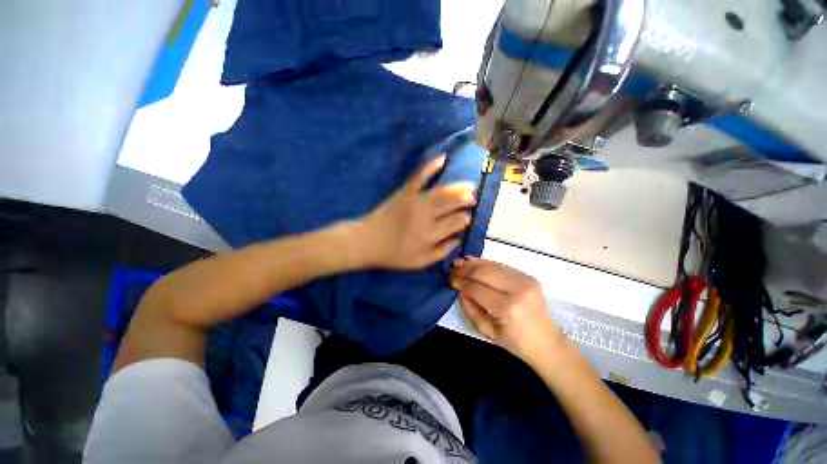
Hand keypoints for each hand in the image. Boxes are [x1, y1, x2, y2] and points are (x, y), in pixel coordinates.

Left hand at [356, 156, 476, 269]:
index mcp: (431, 234)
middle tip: (473, 199)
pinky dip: (431, 166)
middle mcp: (427, 215)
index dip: (465, 219)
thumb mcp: (419, 262)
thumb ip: (441, 252)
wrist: (367, 241)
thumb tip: (457, 240)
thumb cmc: (394, 254)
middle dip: (466, 200)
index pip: (456, 222)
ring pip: (443, 191)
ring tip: (469, 185)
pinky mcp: (404, 192)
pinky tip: (443, 158)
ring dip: (459, 186)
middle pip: (452, 203)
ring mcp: (415, 200)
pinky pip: (419, 176)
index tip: (468, 218)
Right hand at [450, 257, 564, 364]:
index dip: (461, 282)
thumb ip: (470, 308)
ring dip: (474, 263)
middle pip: (484, 273)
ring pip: (492, 266)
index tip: (450, 279)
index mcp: (507, 308)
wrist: (546, 342)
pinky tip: (474, 260)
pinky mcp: (528, 276)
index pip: (477, 288)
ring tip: (460, 261)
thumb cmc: (515, 342)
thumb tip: (460, 289)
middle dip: (465, 269)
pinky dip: (486, 263)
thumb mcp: (487, 331)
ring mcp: (525, 280)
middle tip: (452, 268)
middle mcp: (517, 290)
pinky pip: (501, 266)